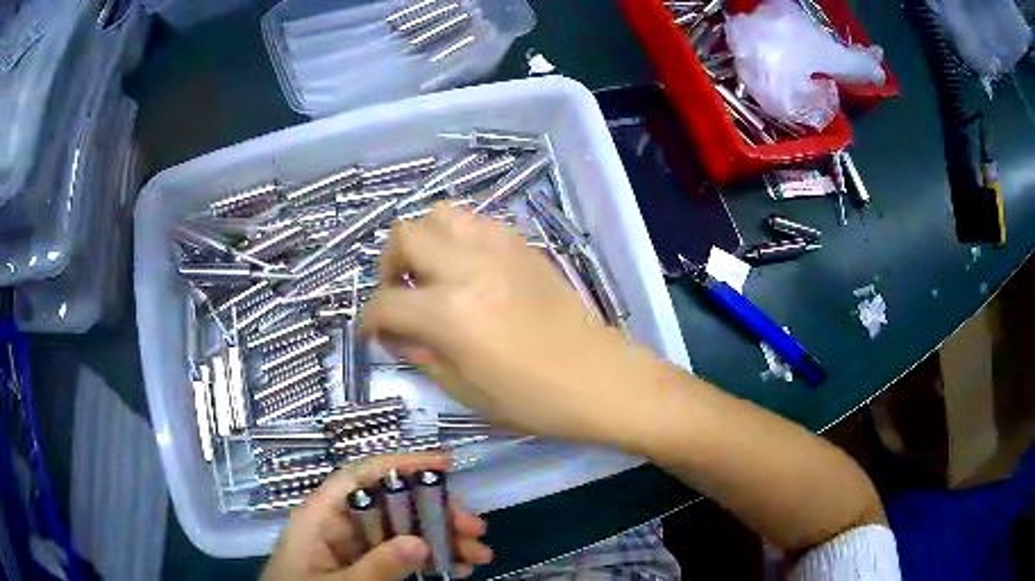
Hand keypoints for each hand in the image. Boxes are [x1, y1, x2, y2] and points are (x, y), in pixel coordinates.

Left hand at [261, 454, 492, 580]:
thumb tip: (421, 542)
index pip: (360, 477)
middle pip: (391, 505)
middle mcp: (339, 525)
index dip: (401, 465)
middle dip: (435, 513)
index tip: (444, 466)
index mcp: (320, 516)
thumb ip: (375, 568)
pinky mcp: (364, 566)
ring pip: (402, 532)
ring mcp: (353, 547)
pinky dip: (429, 560)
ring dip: (441, 540)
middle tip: (475, 529)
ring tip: (478, 555)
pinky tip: (456, 568)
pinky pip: (400, 556)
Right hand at [362, 204, 657, 446]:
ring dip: (424, 240)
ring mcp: (498, 249)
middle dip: (389, 265)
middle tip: (400, 293)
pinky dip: (459, 236)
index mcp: (449, 313)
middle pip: (404, 235)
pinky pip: (477, 221)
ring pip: (440, 213)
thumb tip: (395, 333)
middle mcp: (468, 267)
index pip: (386, 303)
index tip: (372, 332)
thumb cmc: (532, 399)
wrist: (598, 378)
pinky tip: (467, 265)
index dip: (369, 320)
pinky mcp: (523, 246)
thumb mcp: (463, 389)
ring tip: (432, 271)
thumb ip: (420, 354)